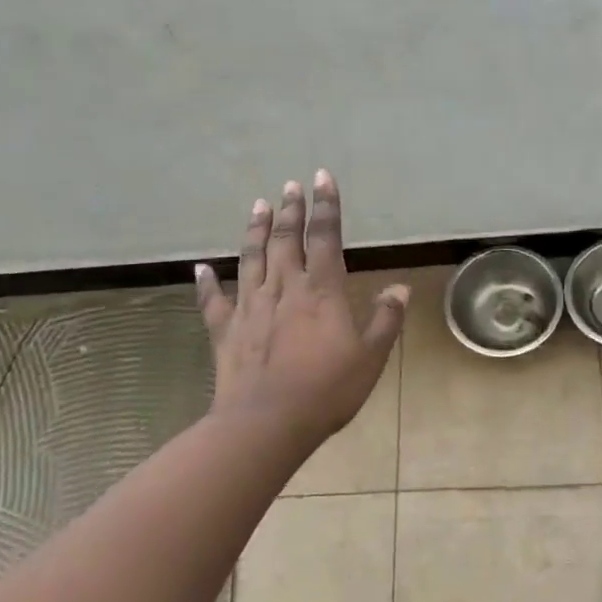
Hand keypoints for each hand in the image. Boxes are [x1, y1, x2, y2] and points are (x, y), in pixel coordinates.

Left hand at [194, 171, 408, 447]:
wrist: (267, 423)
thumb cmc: (327, 390)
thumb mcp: (371, 357)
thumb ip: (386, 319)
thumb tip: (400, 288)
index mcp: (322, 291)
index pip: (325, 237)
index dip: (326, 206)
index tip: (322, 178)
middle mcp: (284, 289)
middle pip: (286, 240)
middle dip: (291, 210)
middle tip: (290, 185)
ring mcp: (250, 307)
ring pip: (252, 258)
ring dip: (255, 230)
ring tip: (258, 205)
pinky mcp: (225, 331)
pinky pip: (212, 302)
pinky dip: (205, 283)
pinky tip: (201, 268)